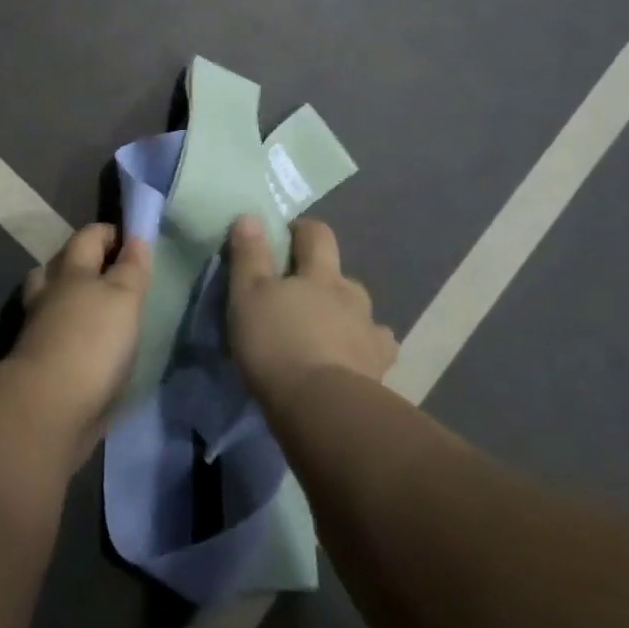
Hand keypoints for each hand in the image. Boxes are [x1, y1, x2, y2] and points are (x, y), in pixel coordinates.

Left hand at [10, 222, 152, 459]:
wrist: (49, 408)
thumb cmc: (92, 341)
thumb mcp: (124, 298)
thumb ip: (131, 268)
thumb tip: (136, 238)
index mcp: (70, 270)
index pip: (89, 236)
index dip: (110, 234)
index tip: (134, 242)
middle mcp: (49, 292)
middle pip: (61, 264)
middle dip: (83, 262)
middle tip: (113, 273)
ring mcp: (38, 328)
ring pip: (52, 300)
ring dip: (71, 299)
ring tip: (98, 310)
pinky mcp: (38, 363)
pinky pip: (55, 335)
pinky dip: (70, 334)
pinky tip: (90, 347)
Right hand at [227, 215, 396, 410]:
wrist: (324, 411)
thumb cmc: (278, 344)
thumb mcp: (248, 295)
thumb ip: (250, 255)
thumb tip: (251, 217)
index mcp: (320, 274)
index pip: (317, 234)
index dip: (303, 231)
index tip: (286, 238)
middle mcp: (351, 297)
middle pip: (342, 276)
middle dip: (325, 280)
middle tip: (301, 297)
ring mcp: (370, 335)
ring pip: (362, 315)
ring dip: (347, 318)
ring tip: (327, 334)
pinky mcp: (380, 373)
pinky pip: (375, 354)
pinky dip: (364, 353)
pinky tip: (353, 364)